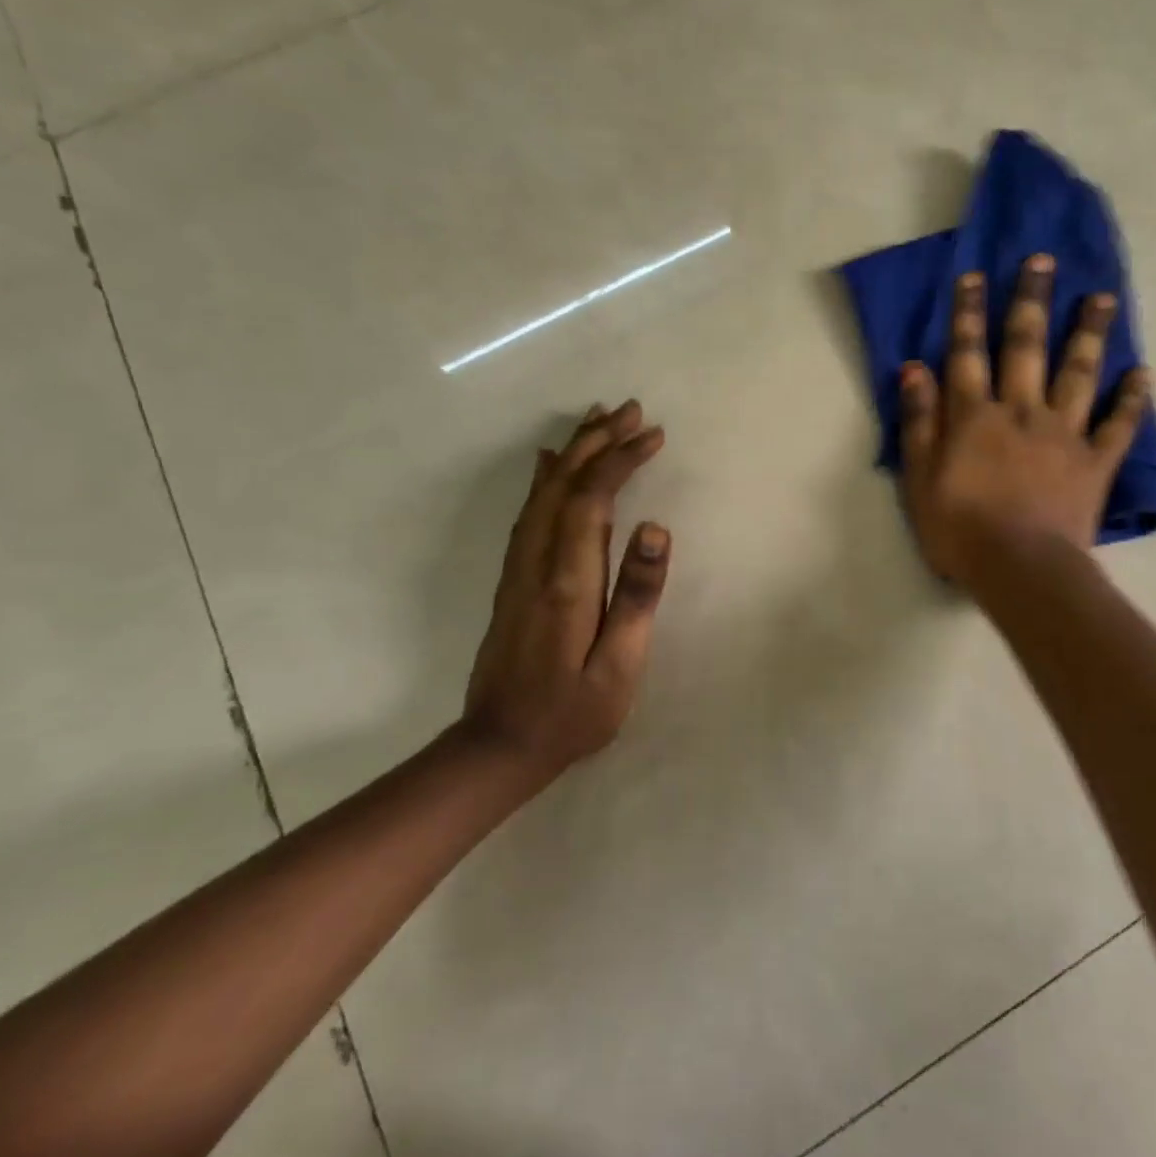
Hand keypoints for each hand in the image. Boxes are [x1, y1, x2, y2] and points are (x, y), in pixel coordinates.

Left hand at [460, 400, 670, 782]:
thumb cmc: (571, 712)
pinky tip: (549, 464)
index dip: (621, 460)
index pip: (592, 498)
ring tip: (597, 420)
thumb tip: (657, 530)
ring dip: (572, 452)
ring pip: (544, 493)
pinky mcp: (513, 580)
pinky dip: (545, 479)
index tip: (653, 434)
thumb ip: (638, 596)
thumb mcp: (619, 666)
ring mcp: (519, 569)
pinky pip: (529, 513)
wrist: (498, 748)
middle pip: (564, 484)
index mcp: (568, 579)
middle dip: (597, 441)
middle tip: (629, 409)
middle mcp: (537, 562)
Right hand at [900, 255, 1150, 587]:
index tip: (975, 275)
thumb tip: (914, 369)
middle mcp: (1021, 411)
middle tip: (1043, 261)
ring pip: (1079, 372)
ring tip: (1103, 297)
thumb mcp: (919, 478)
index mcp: (975, 416)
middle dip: (1031, 301)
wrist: (1021, 569)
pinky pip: (1118, 425)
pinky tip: (1144, 373)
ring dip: (1089, 332)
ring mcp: (1064, 433)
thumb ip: (918, 422)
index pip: (968, 353)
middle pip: (1026, 347)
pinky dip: (1132, 399)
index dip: (969, 313)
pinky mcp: (1095, 462)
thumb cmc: (960, 529)